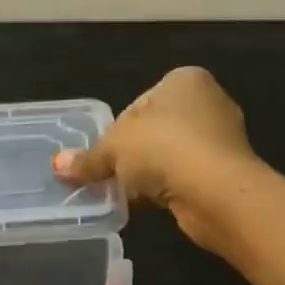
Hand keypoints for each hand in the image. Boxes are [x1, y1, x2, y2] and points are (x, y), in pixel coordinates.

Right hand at [52, 66, 260, 248]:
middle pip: (154, 131)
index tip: (102, 157)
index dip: (115, 133)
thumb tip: (58, 165)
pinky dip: (168, 189)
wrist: (216, 191)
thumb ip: (88, 158)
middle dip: (131, 156)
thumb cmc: (163, 148)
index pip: (137, 105)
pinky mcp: (226, 172)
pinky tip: (151, 205)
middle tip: (110, 178)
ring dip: (149, 175)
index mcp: (184, 80)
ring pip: (170, 156)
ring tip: (127, 195)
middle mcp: (208, 102)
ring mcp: (221, 138)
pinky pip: (185, 177)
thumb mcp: (114, 149)